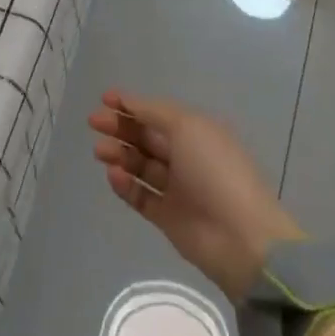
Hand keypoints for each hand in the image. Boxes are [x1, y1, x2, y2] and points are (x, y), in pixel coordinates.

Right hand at [88, 89, 303, 301]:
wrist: (240, 237)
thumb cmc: (215, 170)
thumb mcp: (187, 127)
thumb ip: (154, 112)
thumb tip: (128, 101)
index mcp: (197, 131)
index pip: (158, 113)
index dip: (132, 104)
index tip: (105, 99)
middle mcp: (187, 156)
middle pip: (147, 137)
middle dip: (121, 127)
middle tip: (94, 123)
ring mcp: (178, 188)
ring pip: (141, 165)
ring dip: (120, 154)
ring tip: (100, 151)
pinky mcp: (168, 217)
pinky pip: (141, 196)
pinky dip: (125, 185)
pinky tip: (113, 175)